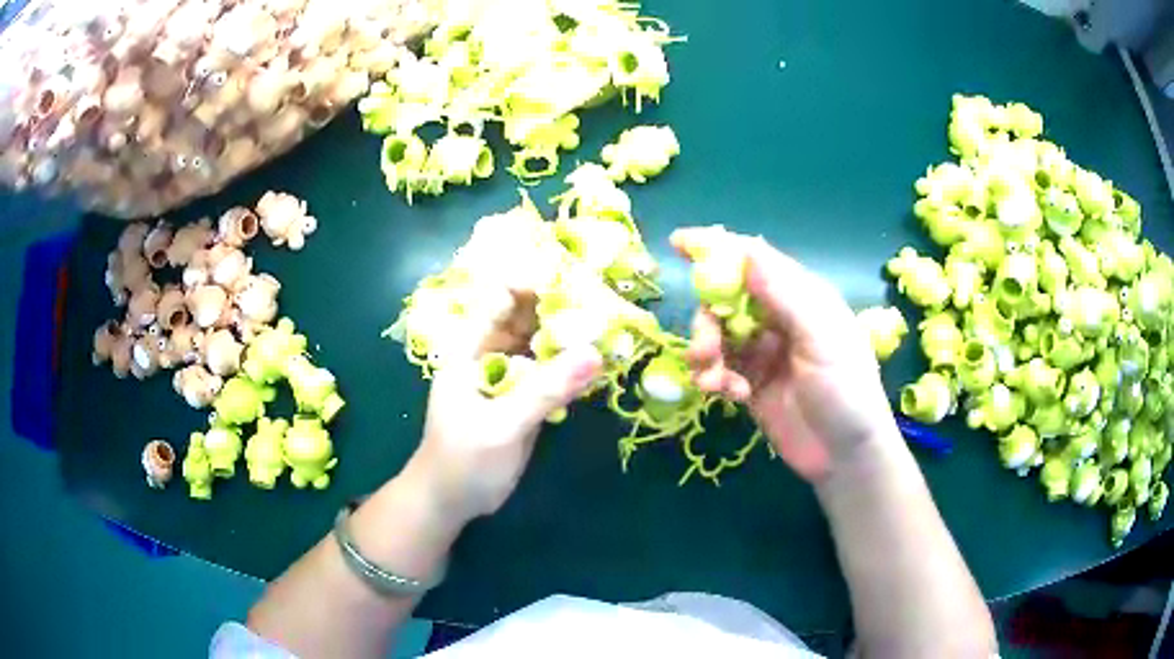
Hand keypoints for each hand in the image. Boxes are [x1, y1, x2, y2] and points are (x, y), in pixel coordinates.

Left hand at [405, 305, 602, 525]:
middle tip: (605, 305)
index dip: (536, 285)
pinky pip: (550, 374)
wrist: (451, 501)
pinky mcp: (524, 399)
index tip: (577, 283)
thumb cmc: (463, 461)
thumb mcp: (503, 426)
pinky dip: (572, 368)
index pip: (502, 299)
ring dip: (571, 338)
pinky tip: (599, 365)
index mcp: (472, 349)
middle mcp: (490, 354)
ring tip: (610, 329)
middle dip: (562, 309)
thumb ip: (546, 391)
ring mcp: (509, 377)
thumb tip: (595, 353)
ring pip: (542, 345)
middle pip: (527, 319)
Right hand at [672, 227, 897, 482]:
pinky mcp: (751, 383)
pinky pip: (720, 368)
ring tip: (711, 380)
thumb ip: (784, 294)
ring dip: (707, 353)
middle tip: (703, 349)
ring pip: (718, 336)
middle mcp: (779, 318)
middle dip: (707, 320)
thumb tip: (748, 248)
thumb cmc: (846, 389)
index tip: (678, 244)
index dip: (717, 248)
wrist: (845, 455)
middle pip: (726, 300)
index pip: (754, 260)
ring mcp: (764, 352)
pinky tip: (729, 395)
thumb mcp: (821, 338)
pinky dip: (716, 378)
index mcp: (801, 296)